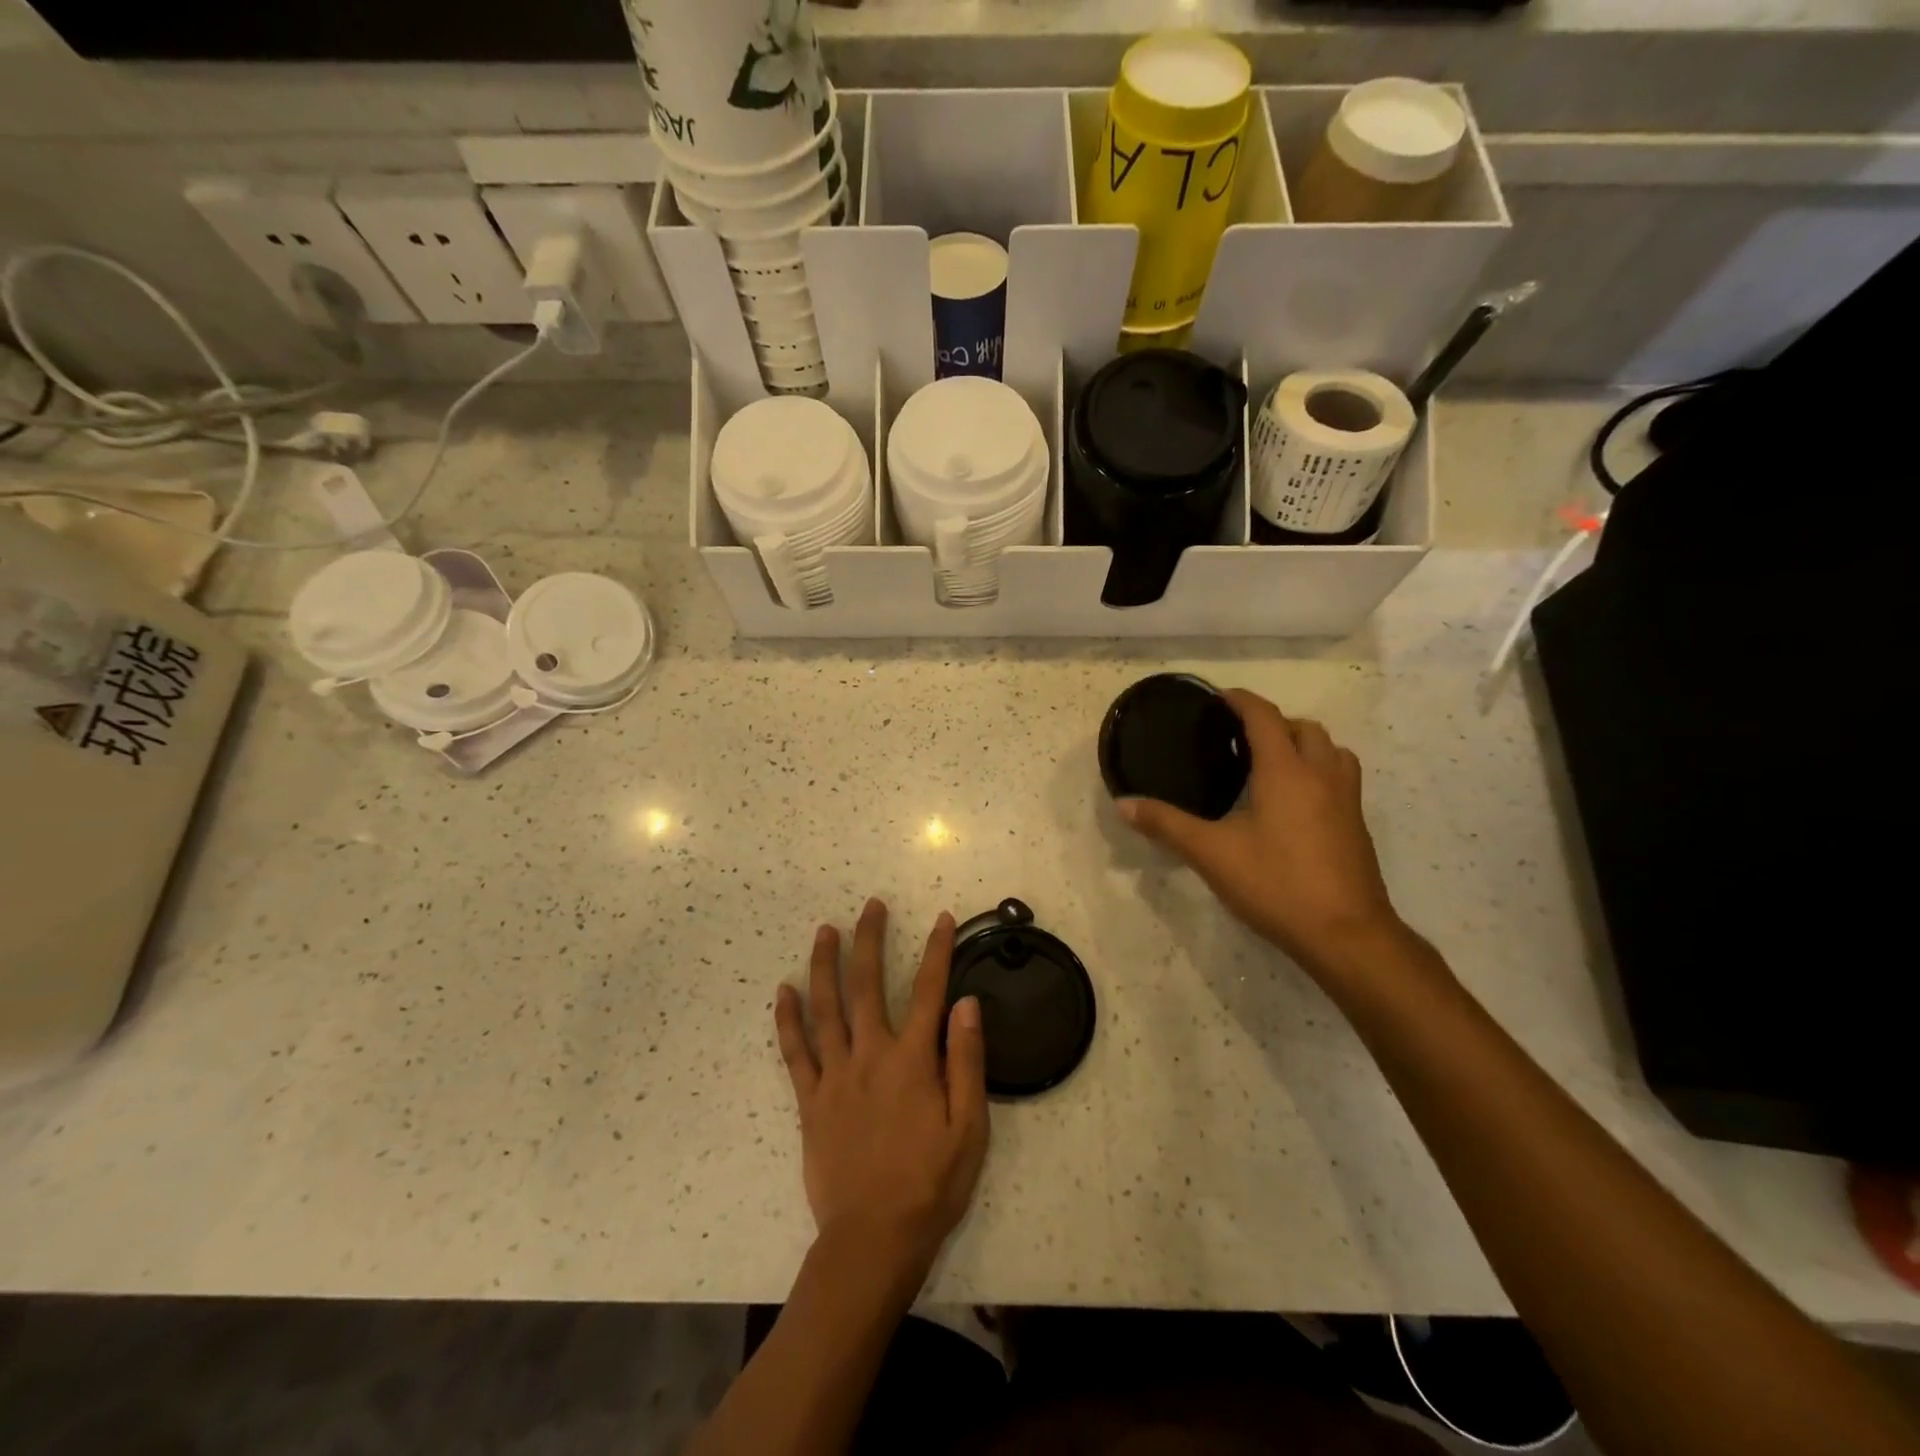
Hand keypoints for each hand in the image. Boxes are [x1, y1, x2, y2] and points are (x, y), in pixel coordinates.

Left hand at [774, 899, 988, 1275]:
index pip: (929, 991)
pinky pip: (795, 1052)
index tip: (941, 918)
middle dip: (870, 940)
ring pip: (826, 1008)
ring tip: (825, 930)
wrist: (873, 1240)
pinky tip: (783, 991)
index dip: (937, 951)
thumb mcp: (969, 1128)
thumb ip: (967, 1061)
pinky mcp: (810, 1101)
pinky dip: (787, 1019)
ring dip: (825, 965)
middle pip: (868, 985)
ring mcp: (836, 1076)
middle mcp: (871, 1055)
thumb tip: (966, 1003)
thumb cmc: (931, 1184)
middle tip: (871, 906)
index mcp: (914, 1061)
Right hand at [1119, 689, 1407, 983]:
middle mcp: (1321, 775)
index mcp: (1286, 771)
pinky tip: (1294, 804)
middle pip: (1303, 728)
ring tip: (1271, 765)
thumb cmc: (1277, 884)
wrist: (1346, 934)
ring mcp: (1347, 800)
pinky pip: (1340, 778)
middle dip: (1272, 723)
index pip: (1264, 716)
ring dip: (1303, 745)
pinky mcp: (1356, 826)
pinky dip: (1318, 772)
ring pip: (1330, 751)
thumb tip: (1124, 804)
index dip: (1241, 701)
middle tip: (1239, 739)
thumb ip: (1167, 824)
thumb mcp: (1211, 854)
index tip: (1218, 698)